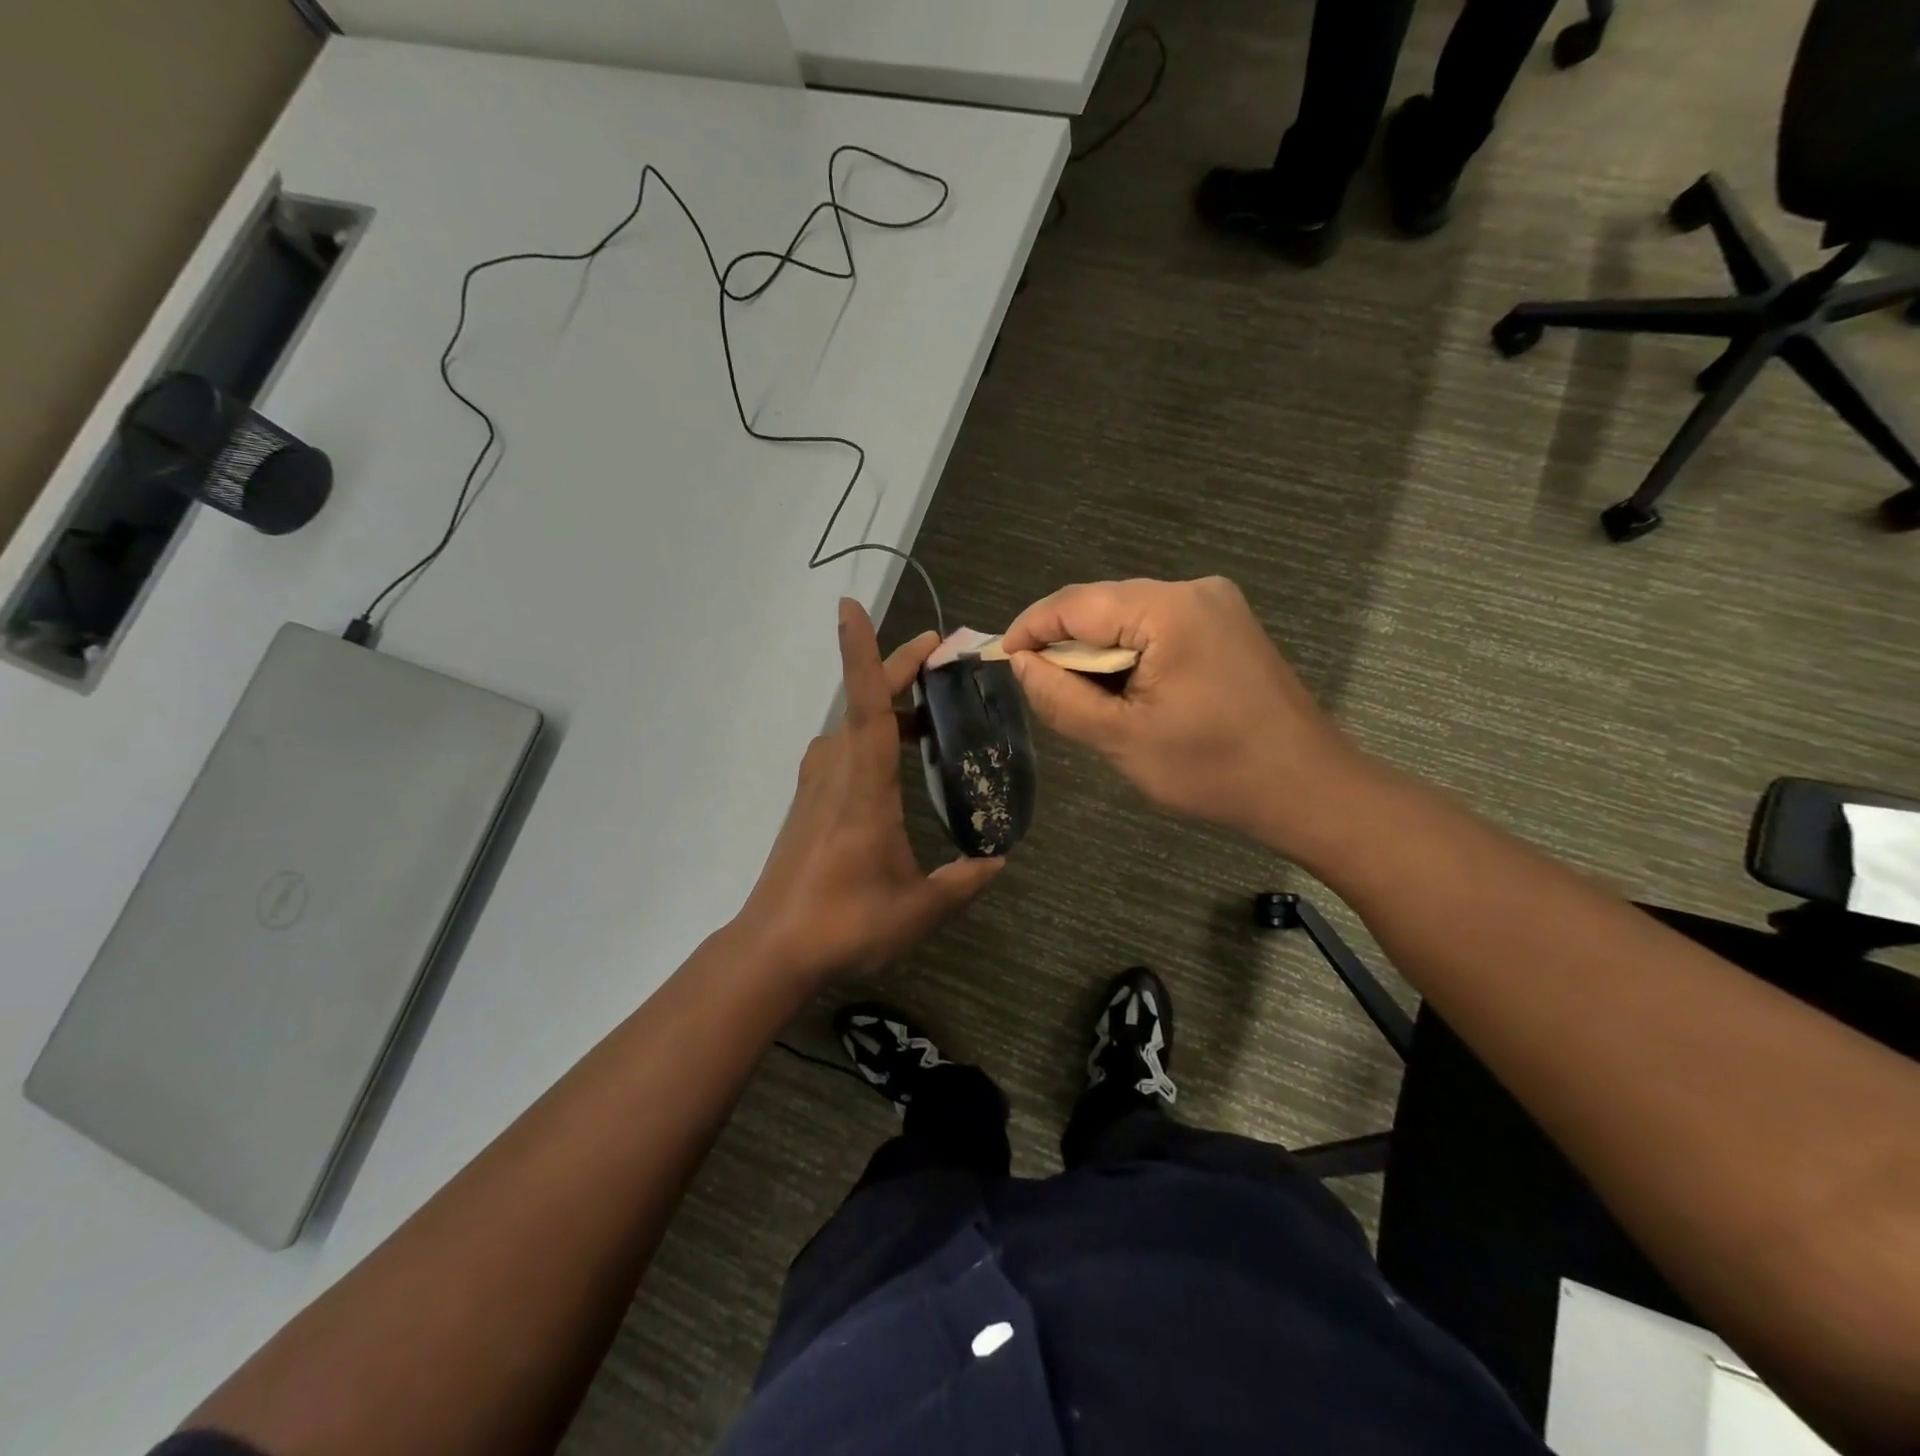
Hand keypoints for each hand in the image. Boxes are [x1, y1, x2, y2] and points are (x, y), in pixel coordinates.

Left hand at [735, 599, 1003, 988]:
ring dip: (888, 706)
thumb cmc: (845, 922)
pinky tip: (898, 759)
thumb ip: (962, 882)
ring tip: (931, 709)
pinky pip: (845, 751)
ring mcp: (817, 786)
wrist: (773, 950)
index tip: (849, 606)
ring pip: (853, 726)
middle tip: (939, 651)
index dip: (862, 653)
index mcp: (863, 786)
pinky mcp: (810, 804)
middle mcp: (835, 772)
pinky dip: (873, 736)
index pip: (865, 705)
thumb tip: (997, 860)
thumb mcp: (918, 908)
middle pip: (865, 704)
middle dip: (899, 669)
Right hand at [1002, 577, 1368, 853]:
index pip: (1075, 603)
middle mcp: (1194, 590)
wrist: (1307, 788)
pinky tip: (1127, 692)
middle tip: (1042, 690)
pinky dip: (1130, 654)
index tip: (1001, 659)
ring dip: (1098, 651)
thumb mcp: (1122, 739)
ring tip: (1084, 698)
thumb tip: (1022, 663)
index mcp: (1169, 610)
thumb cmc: (1212, 770)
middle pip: (1102, 604)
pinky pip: (1157, 627)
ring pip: (1128, 616)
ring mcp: (1216, 604)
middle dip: (1066, 644)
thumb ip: (1062, 697)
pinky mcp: (1226, 625)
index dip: (1031, 628)